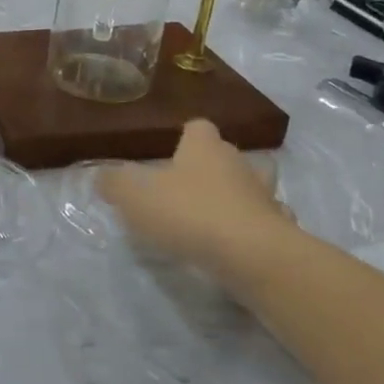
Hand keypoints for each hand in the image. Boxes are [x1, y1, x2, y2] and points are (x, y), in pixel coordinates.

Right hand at [97, 120, 296, 288]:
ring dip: (240, 196)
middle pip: (229, 155)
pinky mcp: (281, 231)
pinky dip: (255, 229)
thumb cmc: (189, 213)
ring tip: (218, 214)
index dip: (186, 136)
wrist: (253, 256)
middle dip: (213, 166)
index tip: (172, 151)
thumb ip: (114, 183)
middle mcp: (239, 165)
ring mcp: (265, 198)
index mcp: (204, 148)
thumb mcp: (134, 196)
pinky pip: (268, 223)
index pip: (198, 127)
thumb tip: (102, 175)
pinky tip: (239, 244)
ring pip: (255, 188)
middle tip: (191, 185)